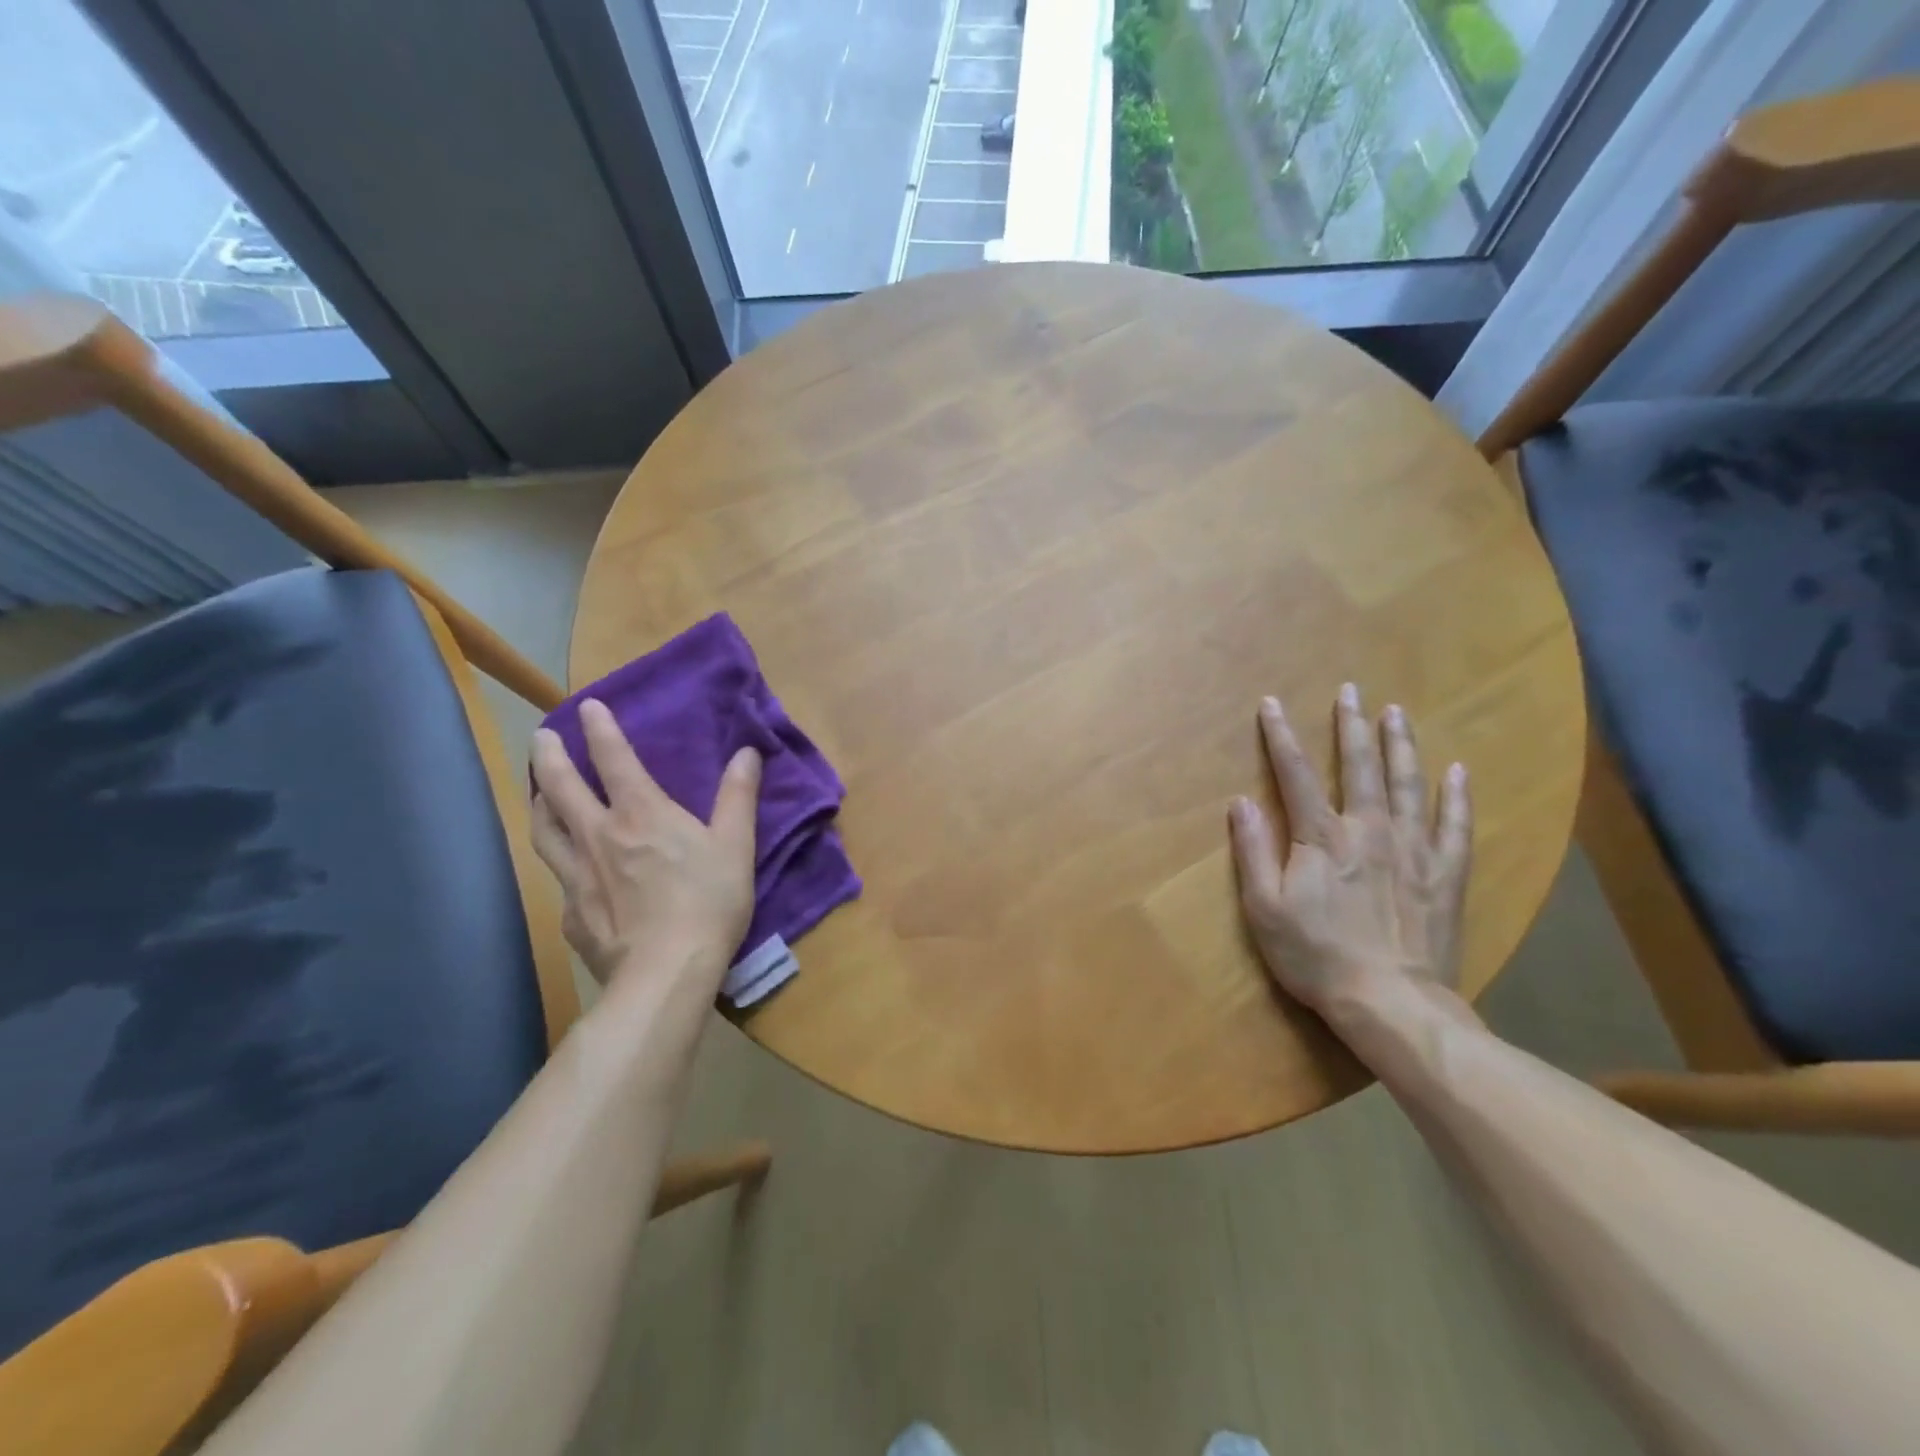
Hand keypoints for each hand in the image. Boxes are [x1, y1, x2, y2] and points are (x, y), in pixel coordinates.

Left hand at [529, 699, 760, 984]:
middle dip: (548, 756)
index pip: (613, 758)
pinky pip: (558, 877)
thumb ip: (738, 796)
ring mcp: (577, 876)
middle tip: (541, 737)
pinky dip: (559, 860)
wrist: (665, 973)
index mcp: (641, 814)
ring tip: (539, 793)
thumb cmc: (708, 902)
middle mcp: (598, 835)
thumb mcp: (736, 845)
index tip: (586, 705)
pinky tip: (567, 870)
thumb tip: (746, 753)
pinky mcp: (571, 914)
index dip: (600, 728)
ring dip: (540, 803)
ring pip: (544, 830)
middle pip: (560, 787)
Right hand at [1228, 685, 1471, 1015]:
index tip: (1272, 704)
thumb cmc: (1315, 955)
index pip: (1295, 775)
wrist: (1389, 1001)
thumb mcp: (1264, 908)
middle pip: (1359, 767)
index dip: (1281, 736)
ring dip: (1401, 745)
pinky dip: (1457, 796)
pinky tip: (1457, 770)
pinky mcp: (1444, 874)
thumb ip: (1253, 851)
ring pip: (1408, 784)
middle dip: (1351, 726)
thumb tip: (1241, 801)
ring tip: (1397, 712)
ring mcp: (1413, 849)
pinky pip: (1455, 826)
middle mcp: (1369, 830)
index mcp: (1321, 838)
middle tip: (1351, 690)